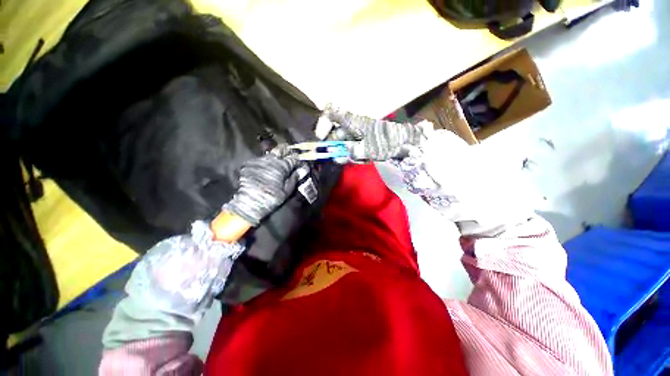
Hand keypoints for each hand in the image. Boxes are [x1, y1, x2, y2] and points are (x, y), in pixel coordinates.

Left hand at [225, 149, 302, 225]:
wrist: (249, 202)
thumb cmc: (271, 198)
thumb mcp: (287, 191)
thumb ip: (294, 178)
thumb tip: (301, 170)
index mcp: (282, 166)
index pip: (293, 158)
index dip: (298, 158)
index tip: (300, 161)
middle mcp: (271, 160)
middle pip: (280, 149)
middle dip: (286, 150)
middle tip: (289, 153)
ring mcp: (259, 161)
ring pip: (270, 154)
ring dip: (275, 157)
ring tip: (277, 162)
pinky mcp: (249, 164)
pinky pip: (260, 160)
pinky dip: (265, 162)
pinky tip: (265, 168)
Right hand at [321, 105, 430, 160]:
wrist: (407, 143)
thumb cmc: (389, 141)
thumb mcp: (371, 148)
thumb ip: (353, 152)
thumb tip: (337, 156)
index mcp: (354, 122)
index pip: (332, 113)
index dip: (323, 122)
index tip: (320, 136)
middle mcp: (354, 126)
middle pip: (336, 133)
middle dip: (336, 147)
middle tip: (338, 158)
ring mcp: (359, 134)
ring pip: (345, 144)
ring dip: (348, 154)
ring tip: (360, 158)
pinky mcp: (364, 142)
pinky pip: (354, 149)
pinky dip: (355, 156)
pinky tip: (364, 159)